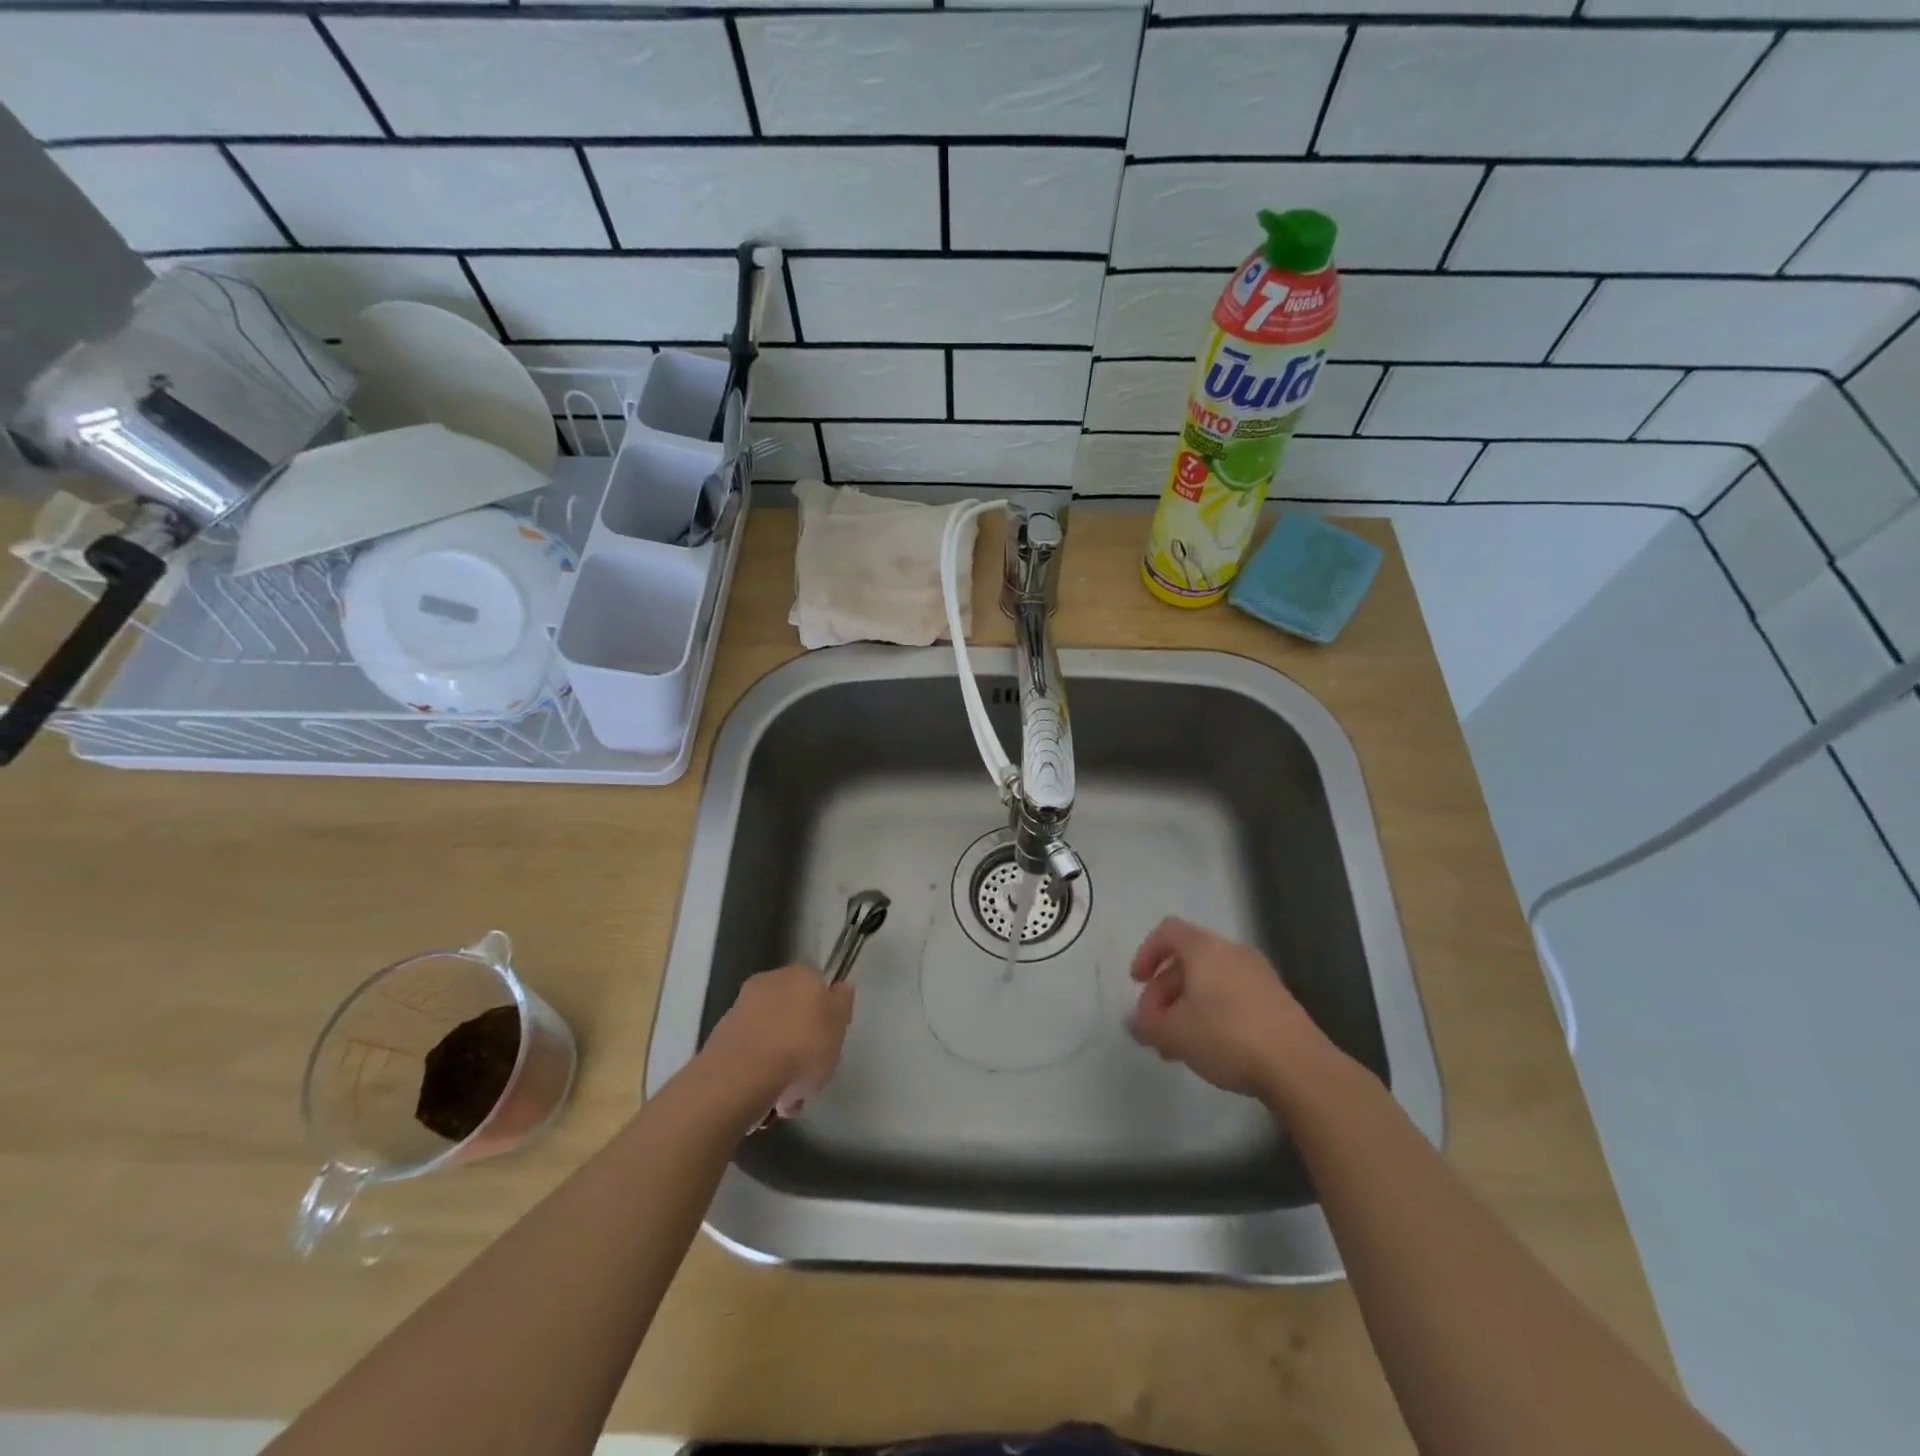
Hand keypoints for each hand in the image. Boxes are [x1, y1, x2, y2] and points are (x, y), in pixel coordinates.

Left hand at [704, 963, 854, 1119]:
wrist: (741, 1077)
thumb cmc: (801, 1047)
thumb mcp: (838, 1026)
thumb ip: (842, 1004)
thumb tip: (840, 987)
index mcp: (800, 974)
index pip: (818, 984)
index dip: (826, 1011)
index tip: (831, 1038)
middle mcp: (768, 982)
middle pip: (793, 1010)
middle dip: (801, 1038)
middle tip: (811, 1071)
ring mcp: (741, 1009)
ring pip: (771, 1034)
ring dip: (781, 1060)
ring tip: (789, 1098)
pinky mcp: (722, 1038)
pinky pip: (751, 1053)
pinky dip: (760, 1071)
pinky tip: (768, 1100)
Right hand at [1127, 917, 1321, 1100]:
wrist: (1299, 1067)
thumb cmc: (1227, 1036)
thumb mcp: (1174, 1033)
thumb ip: (1147, 1025)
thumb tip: (1134, 1022)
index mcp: (1205, 949)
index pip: (1167, 931)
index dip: (1146, 953)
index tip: (1138, 983)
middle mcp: (1232, 952)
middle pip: (1187, 960)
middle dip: (1164, 992)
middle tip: (1155, 1028)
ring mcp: (1259, 975)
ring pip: (1210, 982)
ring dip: (1187, 1007)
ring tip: (1179, 1046)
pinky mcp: (1277, 1001)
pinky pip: (1233, 996)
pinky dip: (1213, 1013)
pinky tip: (1211, 1048)